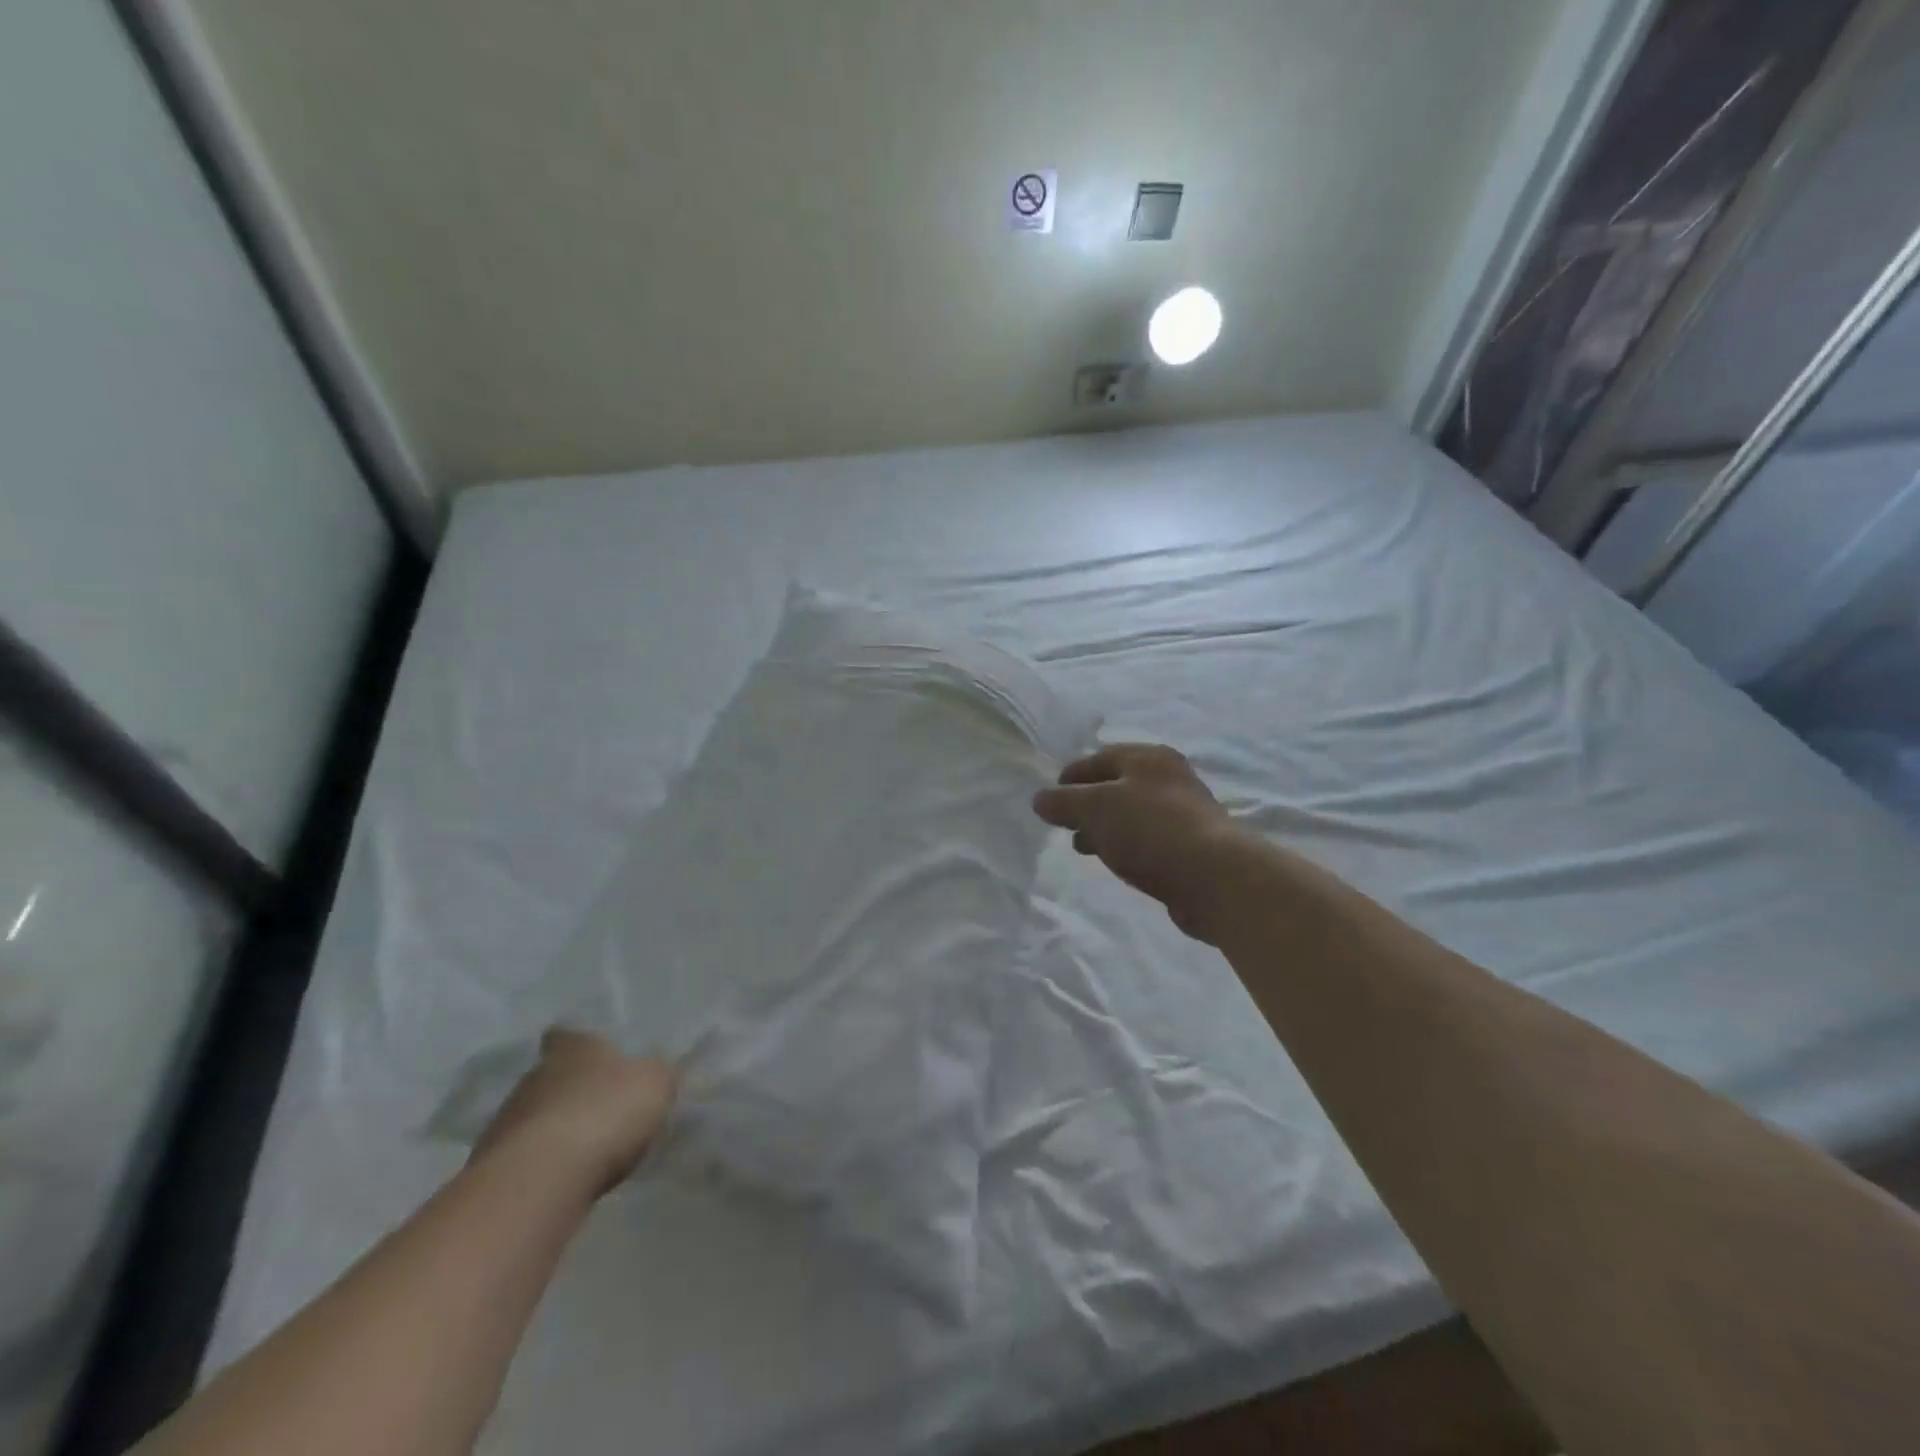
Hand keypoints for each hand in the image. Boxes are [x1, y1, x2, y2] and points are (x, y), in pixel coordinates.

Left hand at [471, 1028, 678, 1196]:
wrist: (540, 1178)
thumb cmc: (605, 1112)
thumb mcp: (655, 1084)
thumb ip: (656, 1075)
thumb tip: (655, 1074)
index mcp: (572, 1048)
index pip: (567, 1034)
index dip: (578, 1044)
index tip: (592, 1056)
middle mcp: (533, 1076)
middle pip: (550, 1077)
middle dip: (570, 1091)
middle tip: (599, 1107)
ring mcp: (505, 1122)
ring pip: (534, 1117)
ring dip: (554, 1129)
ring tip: (583, 1149)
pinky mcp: (491, 1167)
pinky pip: (523, 1157)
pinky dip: (542, 1163)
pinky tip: (563, 1178)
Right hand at [1033, 743, 1245, 941]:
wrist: (1214, 877)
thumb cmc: (1149, 829)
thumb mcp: (1094, 808)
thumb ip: (1063, 802)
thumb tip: (1040, 799)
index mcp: (1148, 758)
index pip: (1098, 758)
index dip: (1070, 777)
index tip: (1049, 800)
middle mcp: (1169, 778)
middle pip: (1117, 785)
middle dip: (1087, 805)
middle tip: (1065, 825)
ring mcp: (1184, 812)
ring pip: (1132, 814)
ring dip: (1105, 828)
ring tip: (1084, 848)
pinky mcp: (1191, 846)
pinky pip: (1147, 839)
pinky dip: (1126, 846)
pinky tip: (1116, 862)